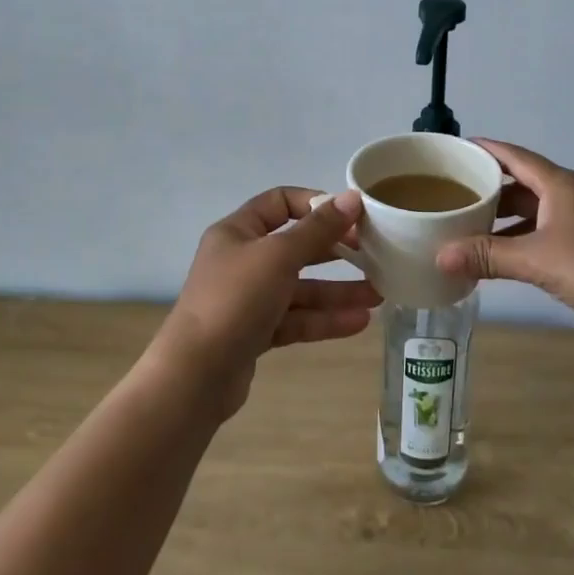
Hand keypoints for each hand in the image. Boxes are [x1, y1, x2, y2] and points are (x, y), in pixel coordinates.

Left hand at [154, 188, 378, 418]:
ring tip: (379, 295)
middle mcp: (242, 260)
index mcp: (238, 231)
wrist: (195, 376)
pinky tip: (359, 322)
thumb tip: (351, 197)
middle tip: (373, 254)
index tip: (351, 215)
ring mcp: (248, 299)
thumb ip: (318, 229)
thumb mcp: (279, 256)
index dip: (316, 204)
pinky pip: (296, 319)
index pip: (280, 203)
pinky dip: (324, 319)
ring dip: (338, 291)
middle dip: (336, 252)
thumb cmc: (235, 300)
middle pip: (296, 247)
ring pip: (300, 288)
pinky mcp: (255, 333)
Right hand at [435, 139, 573, 344]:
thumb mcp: (537, 260)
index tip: (452, 151)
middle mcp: (568, 194)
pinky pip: (542, 232)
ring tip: (466, 225)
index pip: (513, 155)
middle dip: (487, 187)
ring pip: (531, 210)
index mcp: (558, 184)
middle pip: (520, 182)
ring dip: (502, 218)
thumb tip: (438, 256)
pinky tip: (499, 256)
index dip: (483, 149)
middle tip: (450, 193)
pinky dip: (519, 239)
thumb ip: (488, 256)